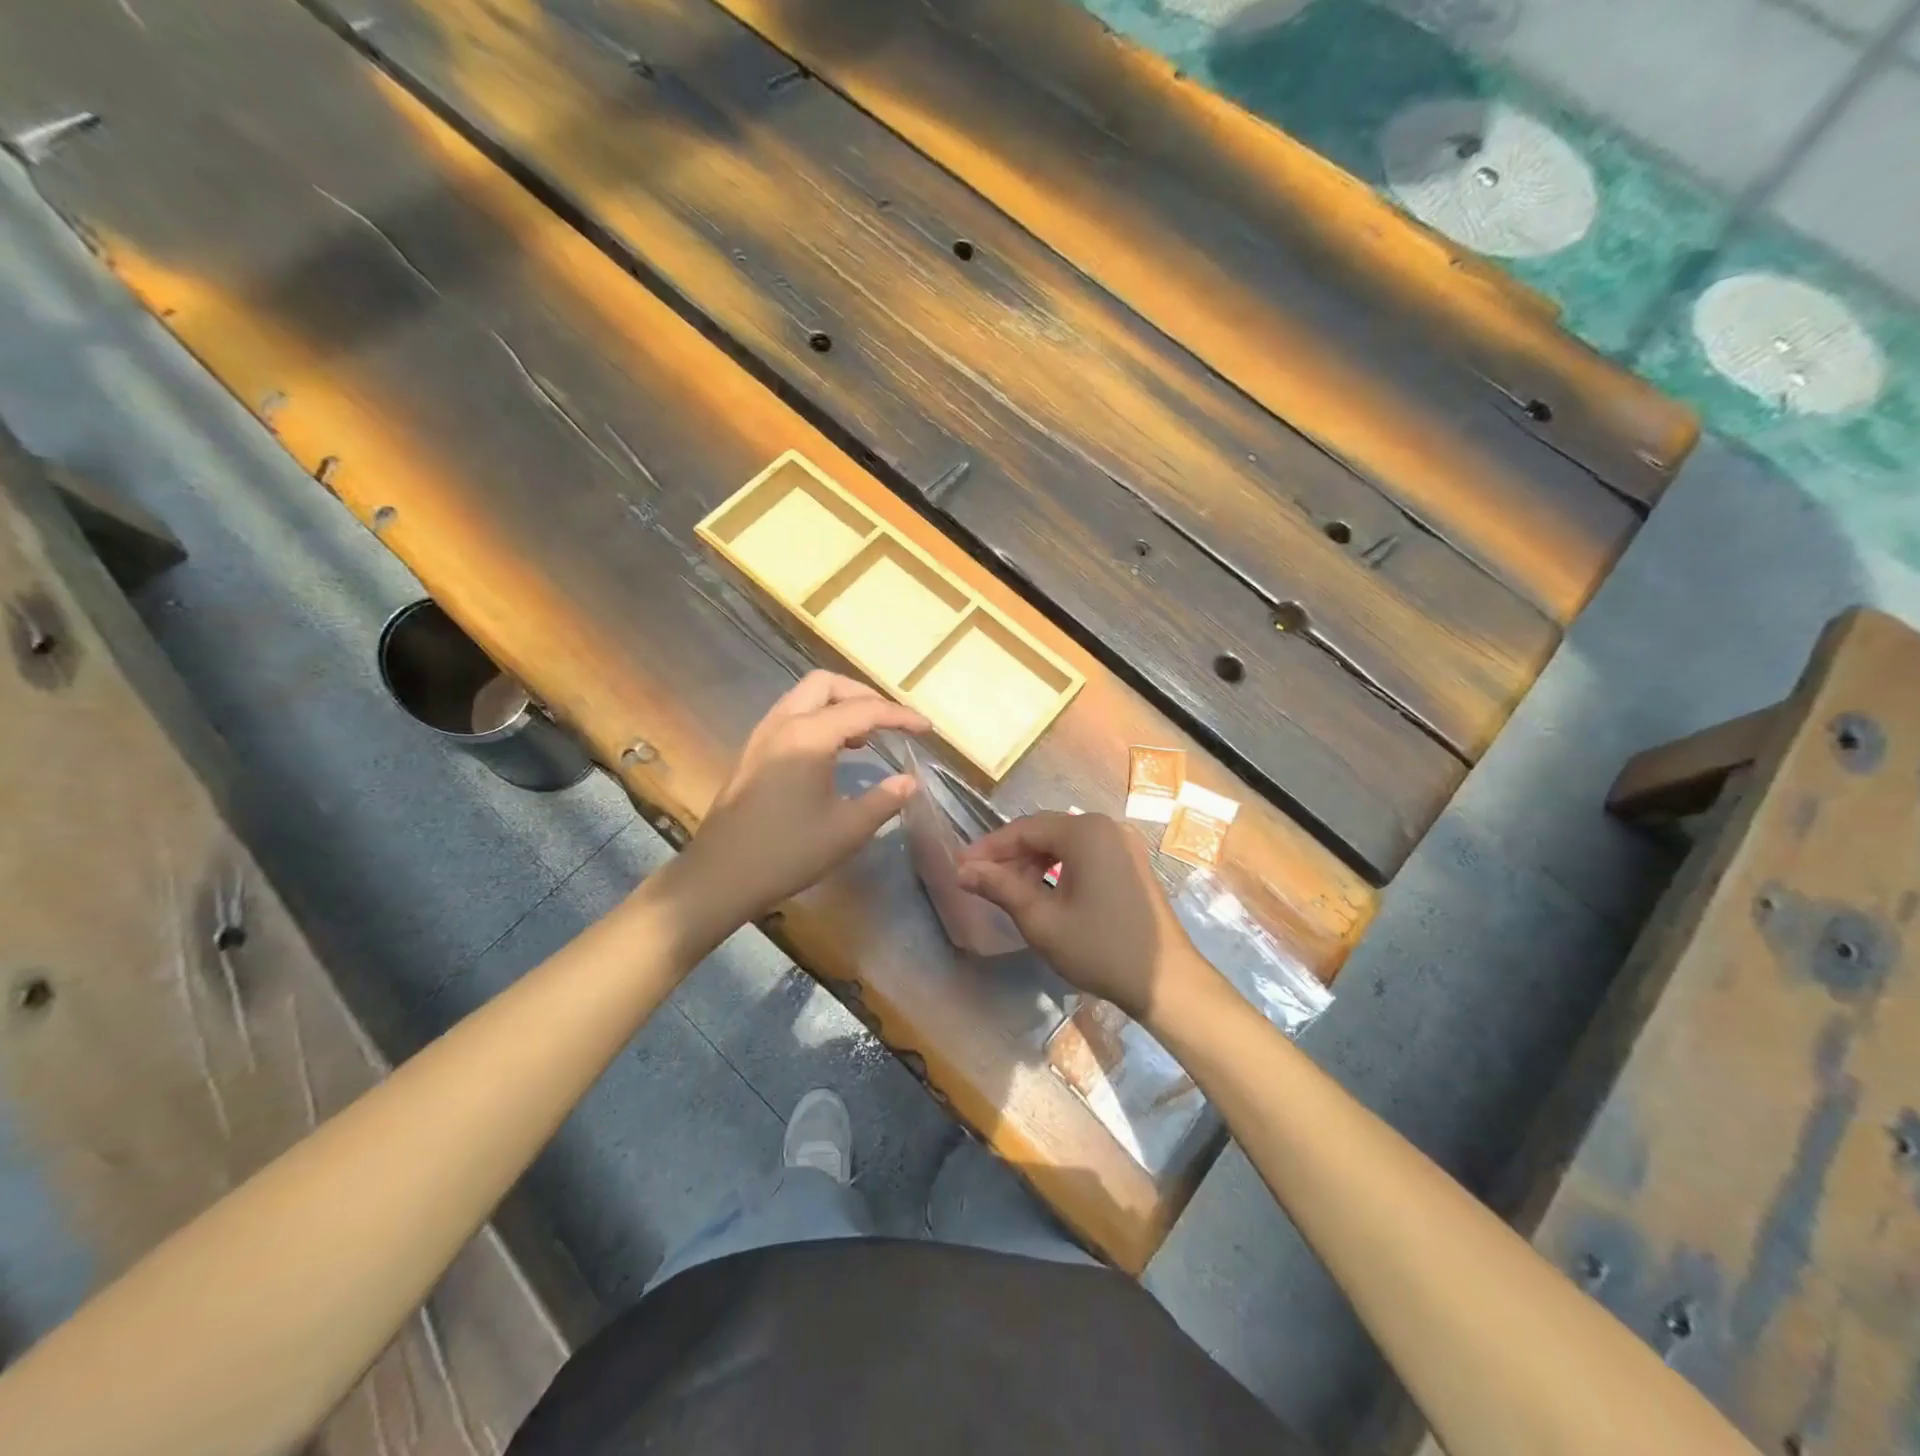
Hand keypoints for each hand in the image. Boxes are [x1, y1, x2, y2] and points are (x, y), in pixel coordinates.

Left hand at [668, 672, 927, 938]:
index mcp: (808, 735)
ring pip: (805, 697)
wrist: (721, 876)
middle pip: (828, 684)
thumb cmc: (788, 852)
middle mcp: (783, 723)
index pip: (863, 710)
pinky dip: (819, 719)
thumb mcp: (847, 830)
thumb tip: (909, 781)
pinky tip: (833, 753)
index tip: (926, 729)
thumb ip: (884, 800)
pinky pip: (792, 716)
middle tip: (890, 723)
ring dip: (839, 706)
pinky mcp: (753, 753)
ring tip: (866, 738)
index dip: (900, 716)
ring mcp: (763, 736)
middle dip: (864, 696)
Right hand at [956, 812, 1214, 1021]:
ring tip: (1010, 891)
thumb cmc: (1099, 948)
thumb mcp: (1041, 920)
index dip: (989, 848)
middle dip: (1011, 855)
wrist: (1166, 982)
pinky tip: (1045, 892)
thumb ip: (1000, 887)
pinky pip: (1086, 853)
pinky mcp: (1132, 862)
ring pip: (1065, 843)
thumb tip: (963, 870)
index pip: (1024, 829)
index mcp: (1085, 832)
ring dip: (1034, 862)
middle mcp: (1106, 826)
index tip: (961, 867)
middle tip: (982, 881)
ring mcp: (1124, 843)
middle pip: (1045, 832)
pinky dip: (1060, 867)